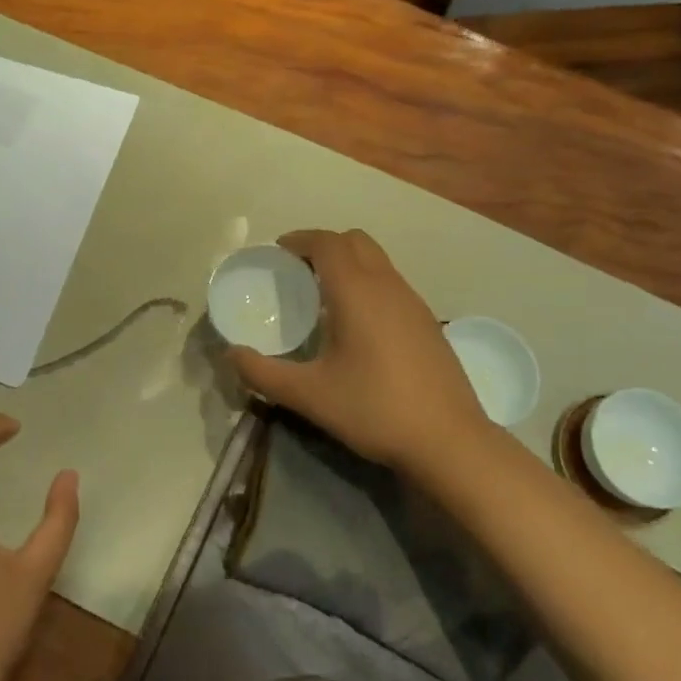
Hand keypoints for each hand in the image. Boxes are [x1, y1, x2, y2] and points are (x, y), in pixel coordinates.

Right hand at [226, 229, 488, 471]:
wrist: (449, 440)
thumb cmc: (374, 409)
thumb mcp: (309, 395)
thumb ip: (263, 373)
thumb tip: (231, 355)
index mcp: (357, 291)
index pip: (327, 243)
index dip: (300, 239)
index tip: (278, 251)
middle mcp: (388, 285)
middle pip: (355, 241)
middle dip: (324, 245)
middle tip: (298, 269)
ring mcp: (414, 302)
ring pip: (378, 261)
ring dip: (349, 263)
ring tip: (324, 295)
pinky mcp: (428, 323)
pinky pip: (392, 283)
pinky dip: (368, 283)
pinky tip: (358, 324)